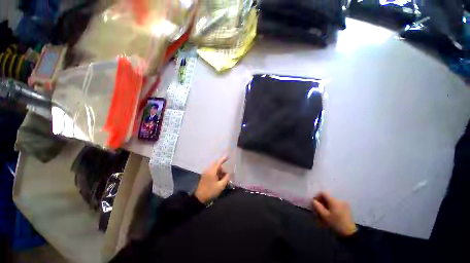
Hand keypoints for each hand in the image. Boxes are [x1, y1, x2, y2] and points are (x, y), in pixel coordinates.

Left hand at [194, 156, 230, 203]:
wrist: (199, 198)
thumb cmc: (210, 191)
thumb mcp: (221, 186)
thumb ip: (226, 178)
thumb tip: (229, 173)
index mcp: (212, 171)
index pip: (218, 163)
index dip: (223, 159)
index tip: (228, 156)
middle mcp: (208, 170)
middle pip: (216, 165)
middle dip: (222, 168)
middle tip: (226, 174)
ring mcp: (205, 173)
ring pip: (214, 169)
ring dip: (219, 171)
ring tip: (223, 178)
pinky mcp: (204, 176)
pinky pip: (212, 171)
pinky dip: (216, 173)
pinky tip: (219, 179)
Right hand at [312, 192, 356, 236]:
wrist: (350, 234)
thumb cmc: (336, 224)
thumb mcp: (324, 216)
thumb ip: (317, 206)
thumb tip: (313, 201)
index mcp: (334, 200)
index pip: (323, 193)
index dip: (317, 196)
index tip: (314, 203)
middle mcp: (339, 200)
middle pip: (327, 198)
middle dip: (321, 202)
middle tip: (318, 210)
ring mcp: (344, 204)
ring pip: (331, 202)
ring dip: (326, 206)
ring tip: (324, 214)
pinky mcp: (346, 209)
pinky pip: (336, 205)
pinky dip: (331, 208)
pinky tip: (330, 215)